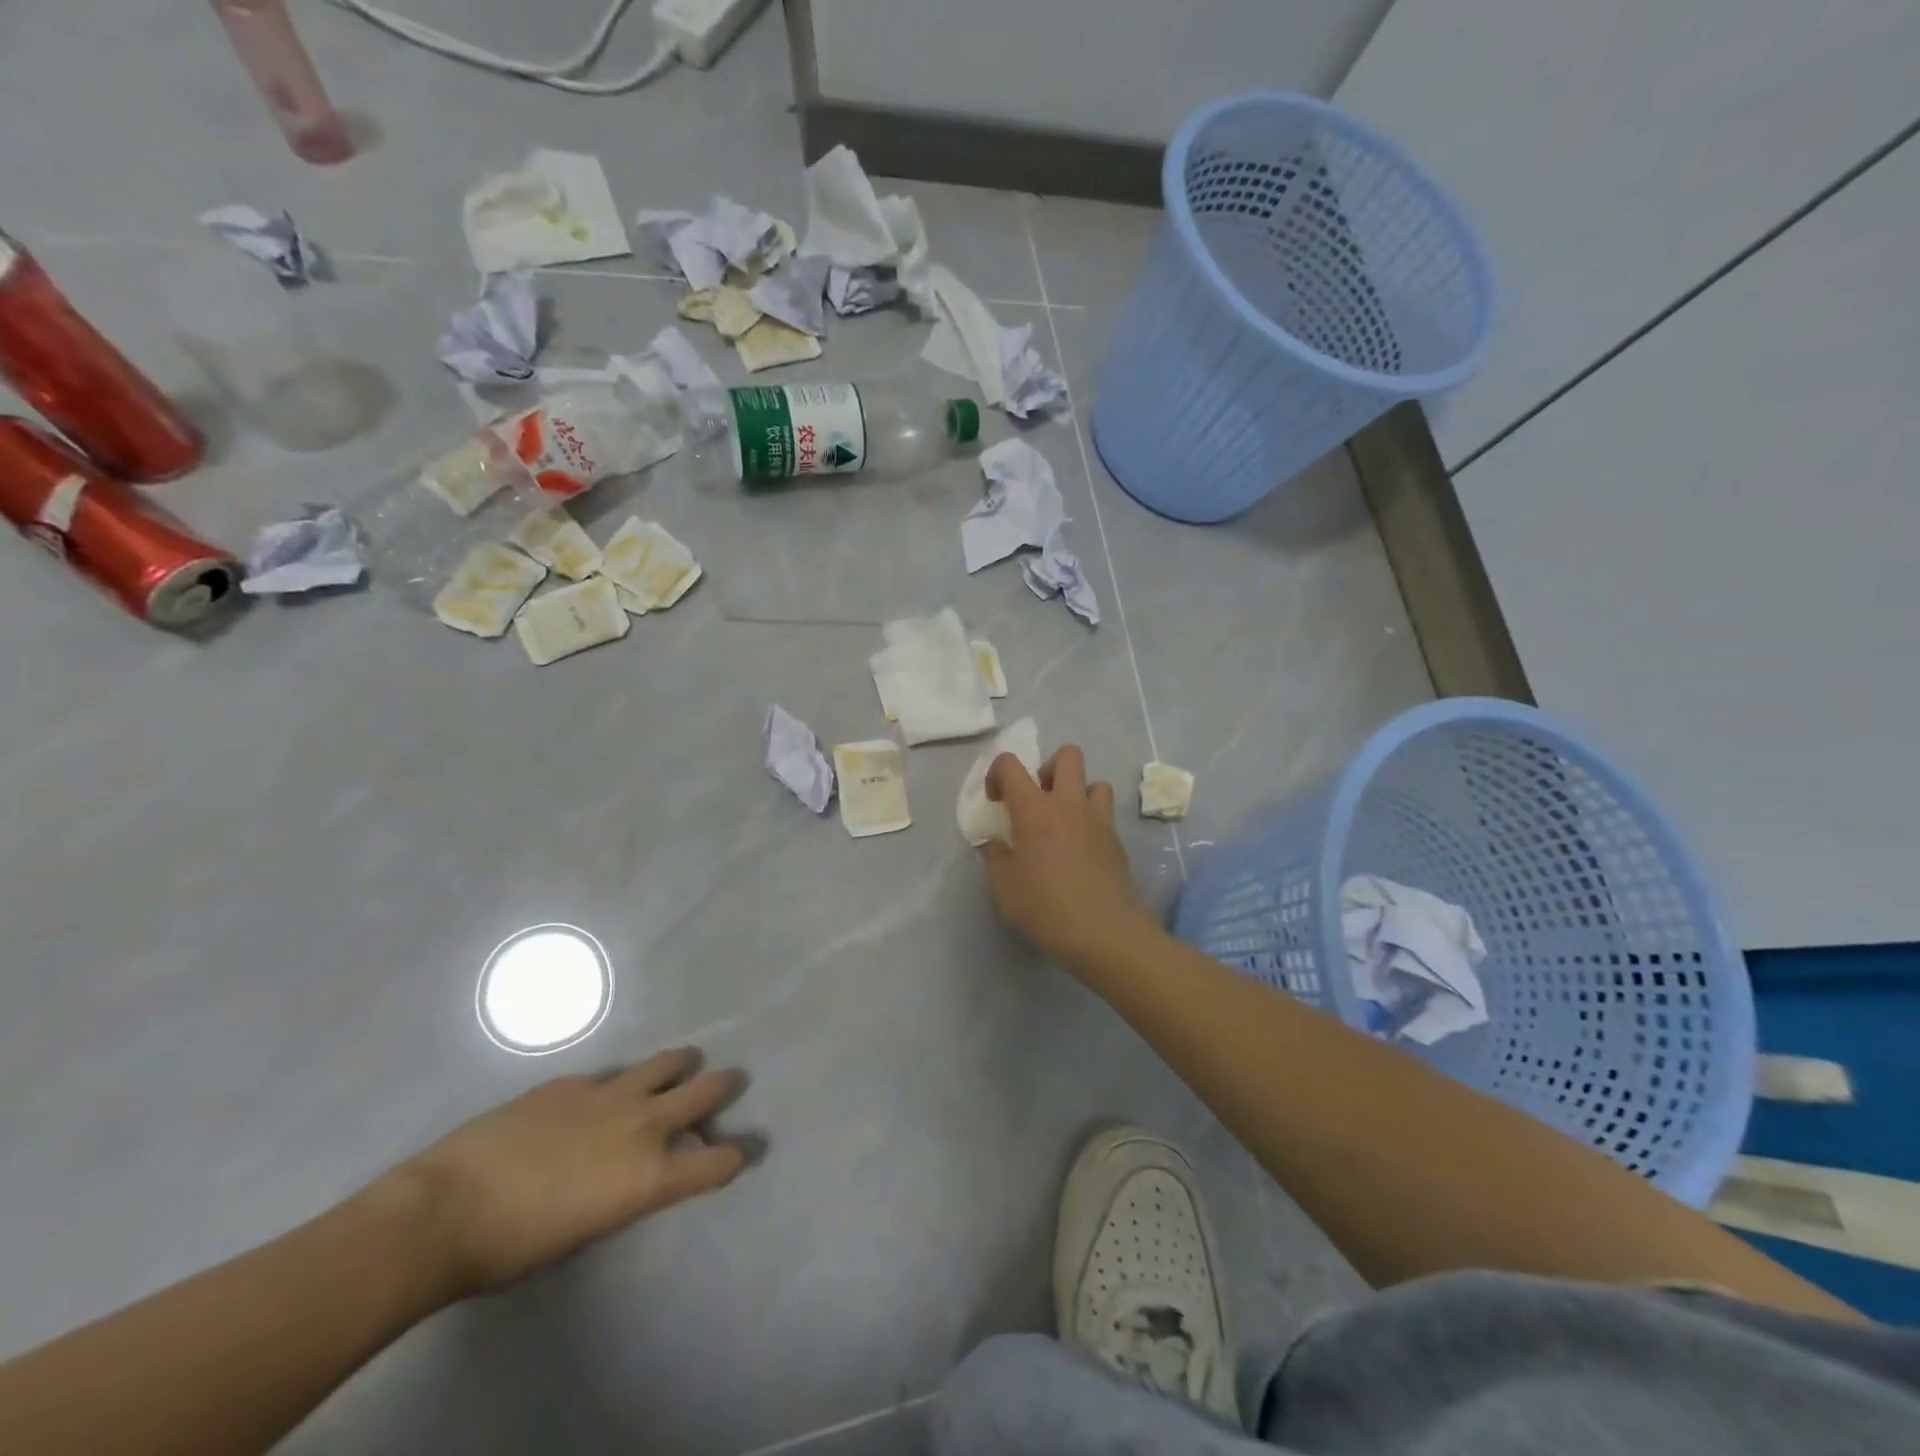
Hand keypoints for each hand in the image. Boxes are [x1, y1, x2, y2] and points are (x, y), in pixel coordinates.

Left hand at [387, 1048, 748, 1299]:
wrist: (445, 1210)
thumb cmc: (514, 1248)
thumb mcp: (588, 1232)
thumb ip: (626, 1193)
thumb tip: (636, 1173)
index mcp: (650, 1176)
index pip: (718, 1162)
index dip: (738, 1156)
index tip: (747, 1150)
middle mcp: (643, 1125)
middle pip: (707, 1090)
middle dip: (724, 1086)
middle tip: (728, 1084)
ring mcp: (608, 1094)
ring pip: (666, 1063)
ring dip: (680, 1067)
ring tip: (681, 1067)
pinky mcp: (572, 1081)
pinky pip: (609, 1075)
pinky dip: (616, 1085)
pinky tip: (596, 1099)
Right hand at [981, 744, 1153, 970]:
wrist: (1104, 932)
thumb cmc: (1044, 907)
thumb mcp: (1003, 887)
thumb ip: (994, 857)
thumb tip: (992, 843)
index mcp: (1033, 809)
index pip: (1010, 765)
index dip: (997, 773)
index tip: (996, 801)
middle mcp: (1068, 803)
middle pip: (1067, 755)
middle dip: (1049, 767)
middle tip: (1039, 797)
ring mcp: (1098, 820)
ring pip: (1095, 781)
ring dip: (1078, 792)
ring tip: (1066, 820)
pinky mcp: (1117, 840)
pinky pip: (1106, 813)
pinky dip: (1092, 820)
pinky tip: (1082, 849)